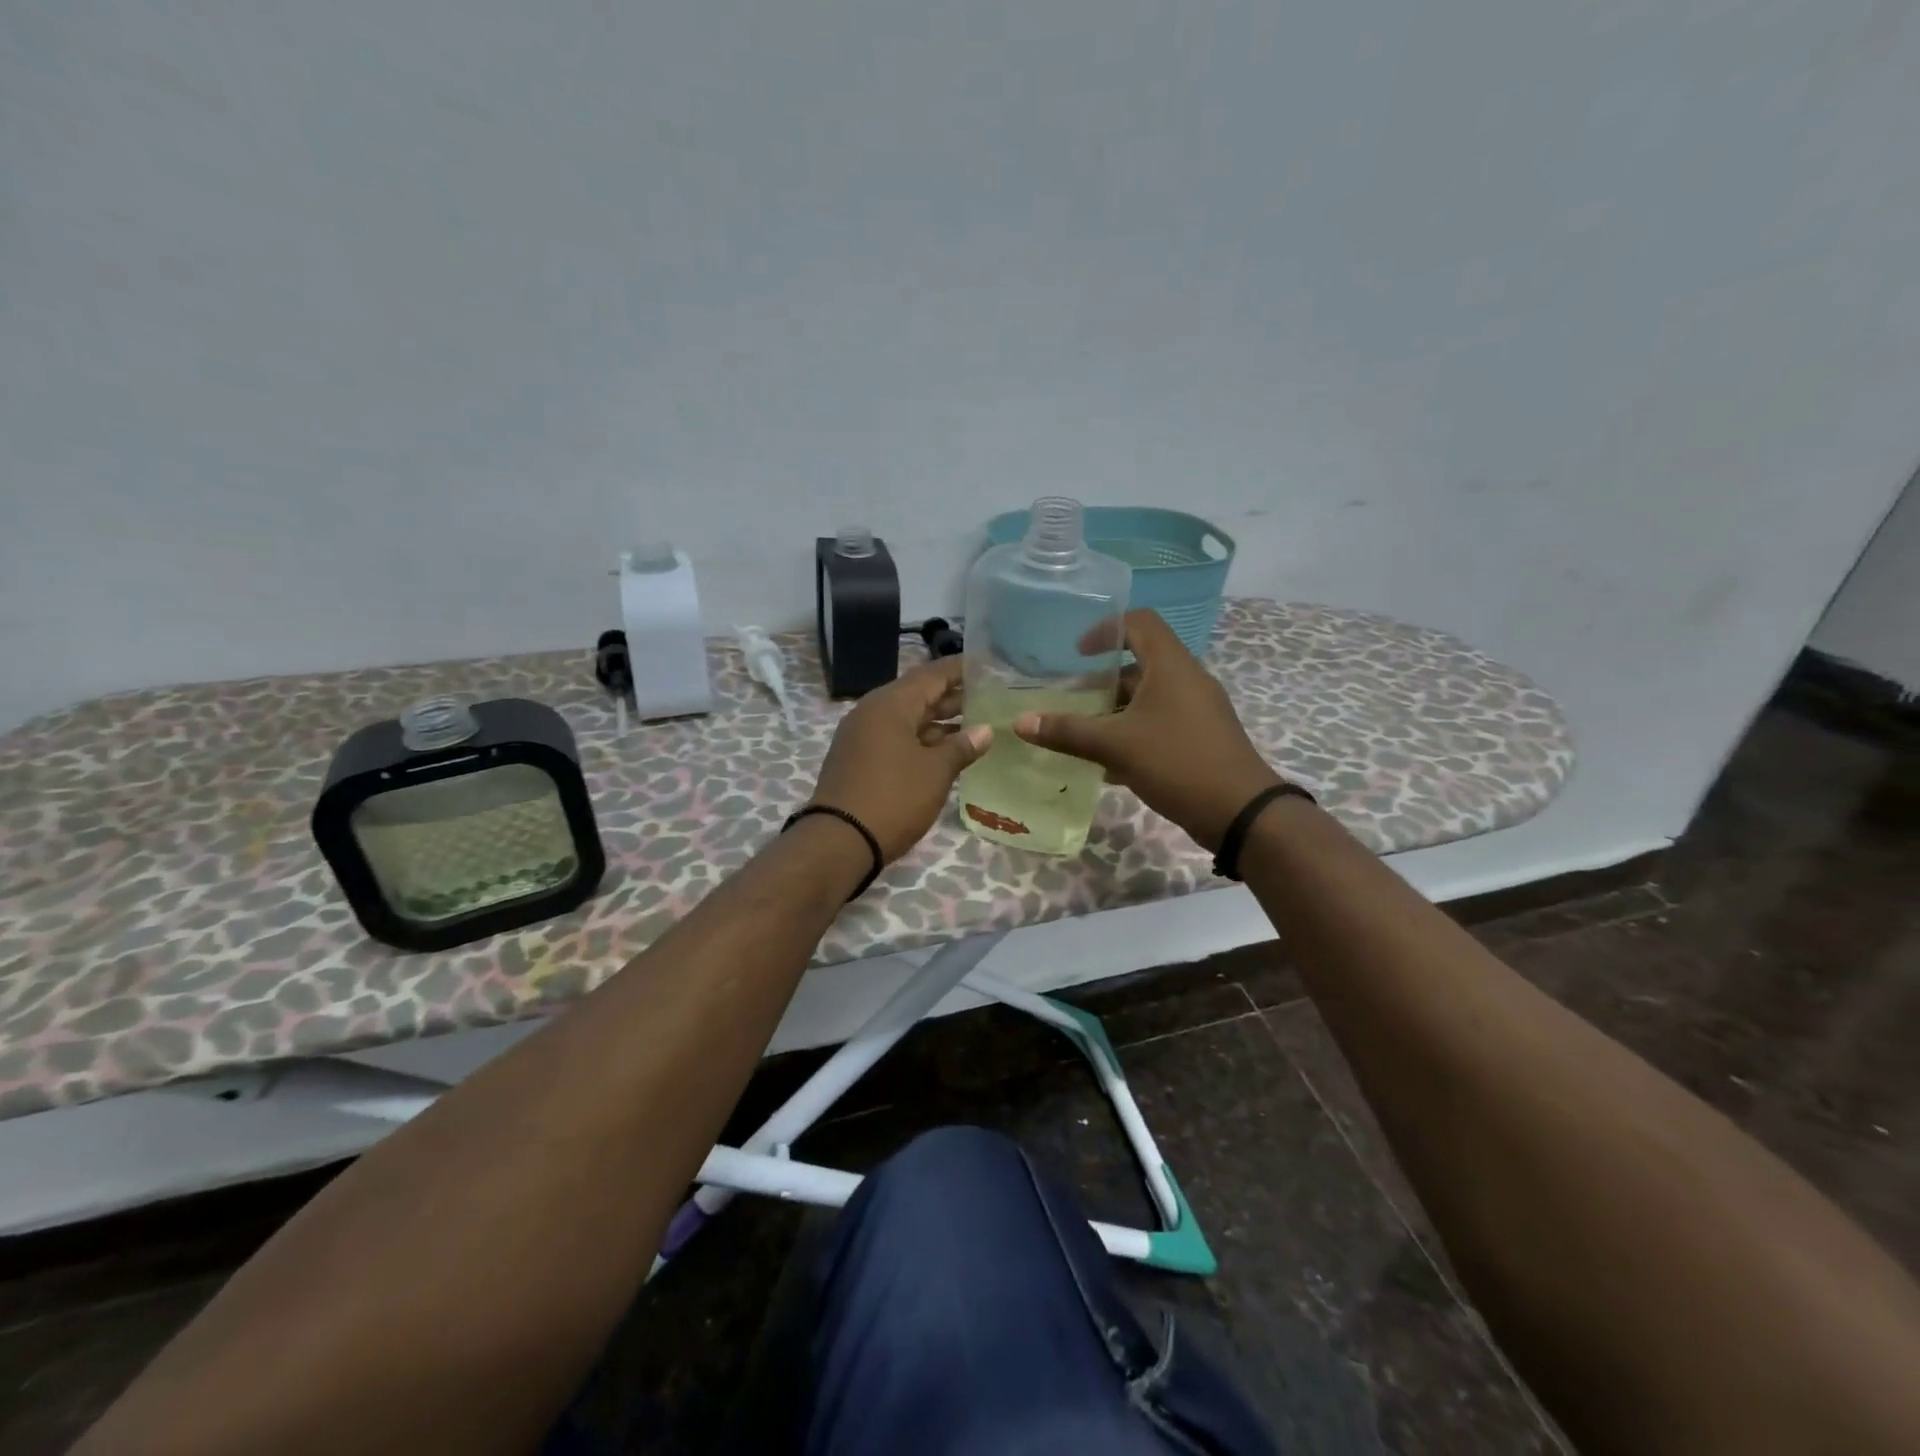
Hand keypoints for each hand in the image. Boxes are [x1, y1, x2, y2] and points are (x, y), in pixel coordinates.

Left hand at [810, 656, 993, 862]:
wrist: (840, 841)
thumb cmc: (894, 798)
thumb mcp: (935, 772)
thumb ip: (962, 747)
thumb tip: (985, 730)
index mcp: (890, 704)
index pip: (932, 674)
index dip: (961, 669)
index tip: (989, 666)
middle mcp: (873, 712)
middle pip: (919, 695)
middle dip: (954, 697)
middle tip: (992, 697)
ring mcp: (863, 736)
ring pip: (908, 719)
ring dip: (940, 721)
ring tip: (978, 724)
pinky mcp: (860, 759)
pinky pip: (897, 738)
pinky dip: (923, 740)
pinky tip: (948, 750)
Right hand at [1012, 609, 1283, 850]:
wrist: (1240, 812)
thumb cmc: (1177, 762)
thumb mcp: (1116, 745)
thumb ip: (1068, 732)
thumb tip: (1021, 723)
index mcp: (1171, 665)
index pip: (1139, 622)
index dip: (1105, 629)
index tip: (1077, 654)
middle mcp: (1187, 679)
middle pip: (1140, 663)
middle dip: (1102, 680)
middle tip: (1070, 699)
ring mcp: (1197, 709)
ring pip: (1148, 698)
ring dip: (1114, 711)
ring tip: (1082, 732)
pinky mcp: (1200, 737)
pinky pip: (1159, 722)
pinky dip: (1132, 733)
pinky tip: (1108, 765)